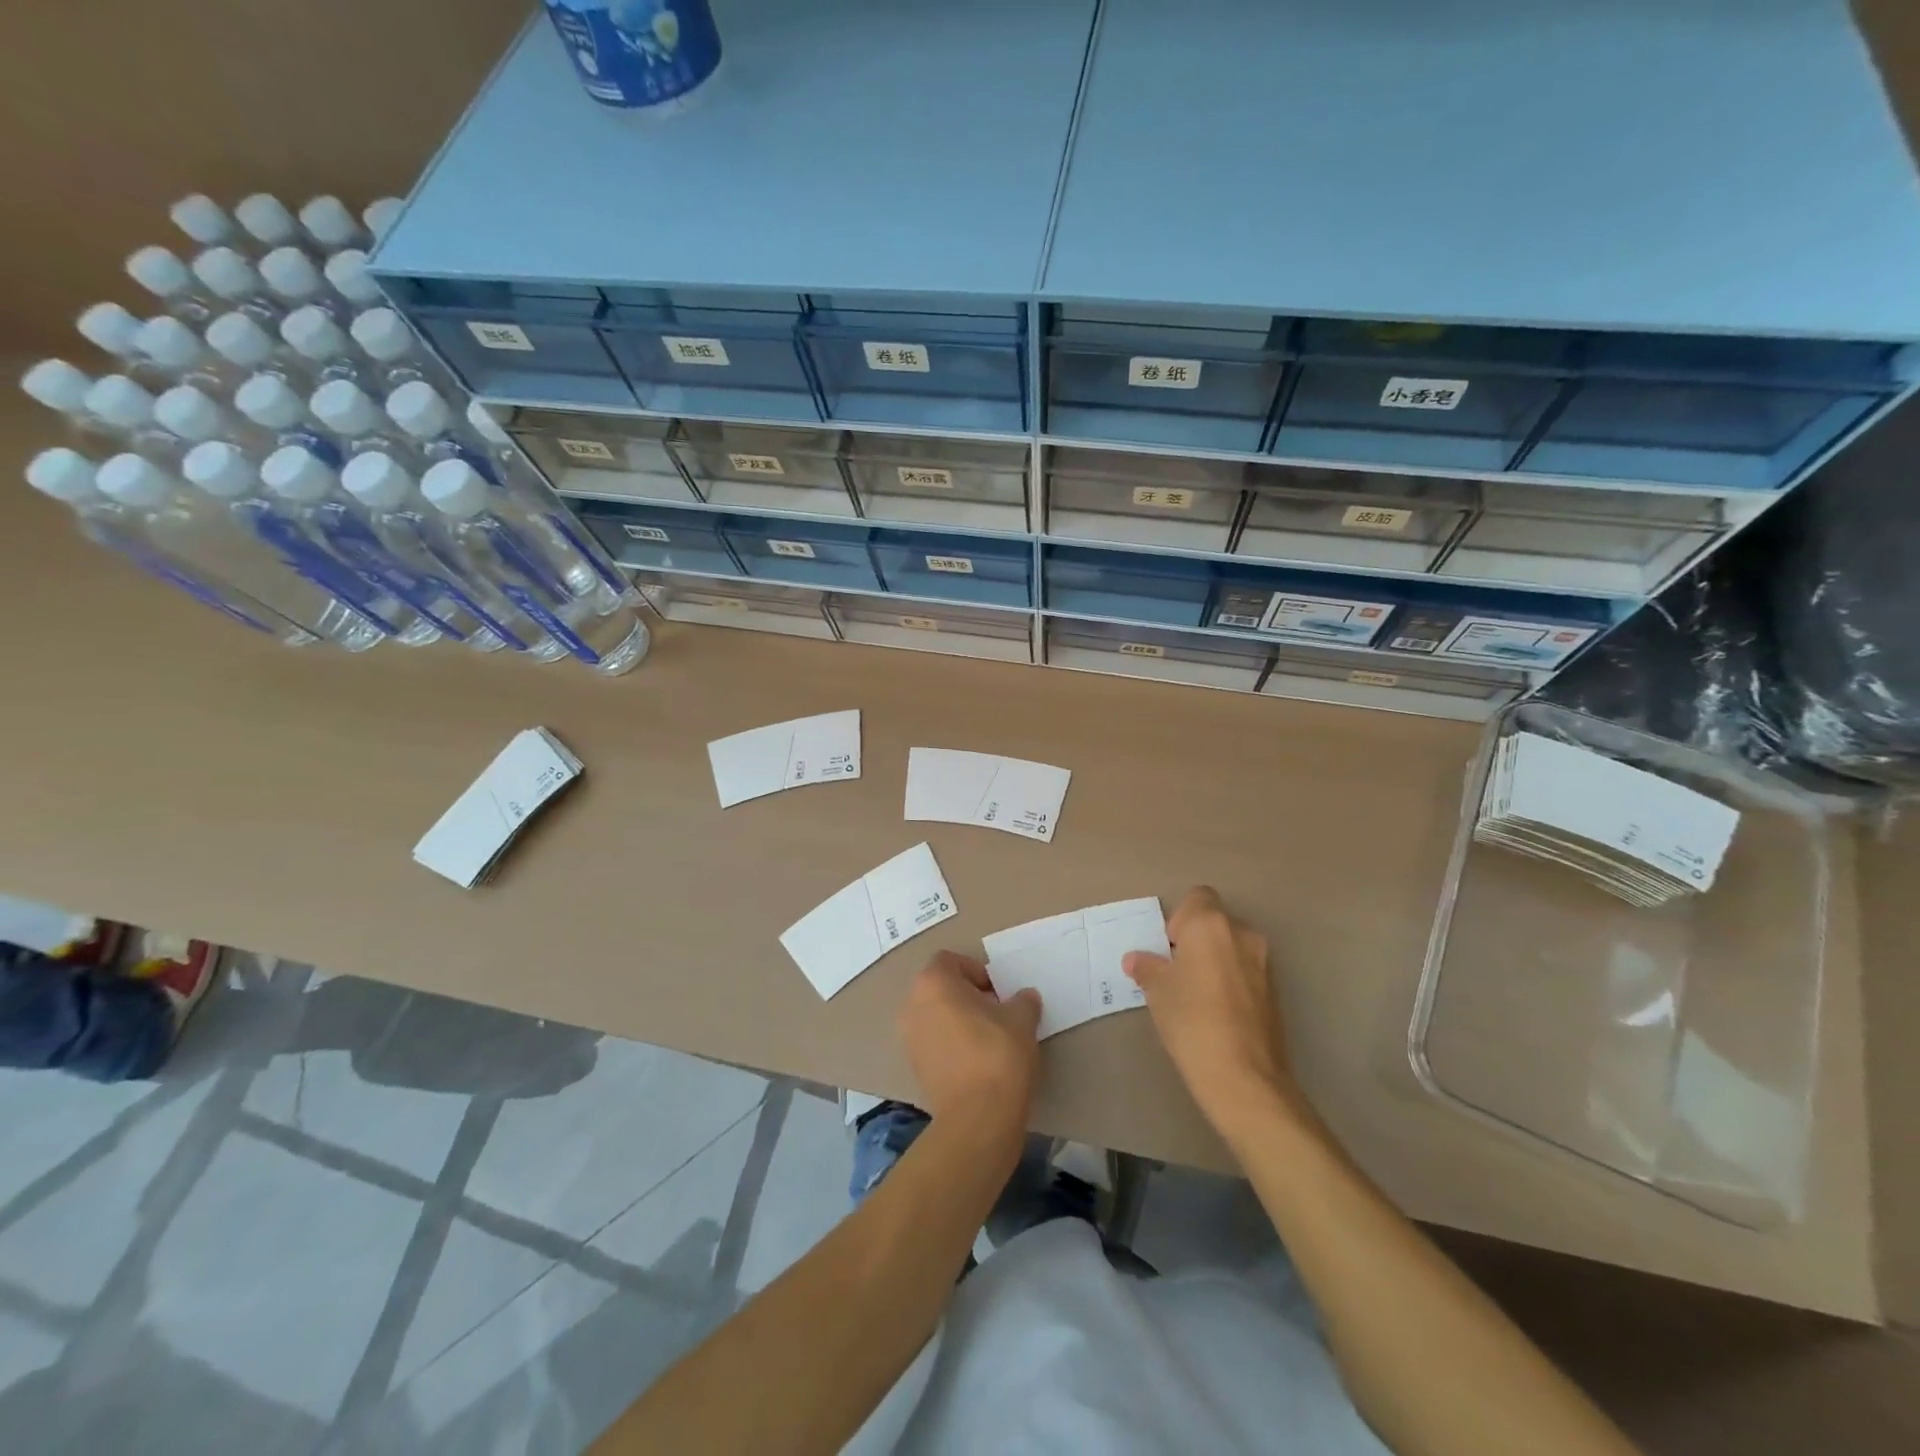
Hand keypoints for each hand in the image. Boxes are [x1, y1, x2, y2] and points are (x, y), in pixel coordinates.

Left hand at [900, 951, 1041, 1127]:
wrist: (977, 1119)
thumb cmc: (997, 1055)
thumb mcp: (1022, 1020)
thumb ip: (1023, 1001)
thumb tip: (1024, 998)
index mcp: (933, 983)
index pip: (950, 960)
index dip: (976, 971)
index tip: (998, 991)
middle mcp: (912, 1005)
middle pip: (940, 988)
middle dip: (967, 995)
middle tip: (997, 1012)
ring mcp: (909, 1038)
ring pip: (935, 1016)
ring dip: (958, 1020)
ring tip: (989, 1038)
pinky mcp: (914, 1068)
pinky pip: (933, 1043)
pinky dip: (951, 1044)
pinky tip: (977, 1062)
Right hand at [1124, 887, 1295, 1135]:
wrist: (1245, 1077)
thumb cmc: (1192, 1021)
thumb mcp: (1157, 991)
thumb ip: (1147, 967)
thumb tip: (1137, 959)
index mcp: (1210, 924)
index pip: (1197, 897)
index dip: (1179, 919)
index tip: (1168, 948)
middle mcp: (1242, 933)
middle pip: (1215, 921)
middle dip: (1195, 939)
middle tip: (1176, 971)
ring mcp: (1263, 962)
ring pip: (1232, 946)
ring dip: (1214, 959)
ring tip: (1195, 994)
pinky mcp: (1275, 990)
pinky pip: (1245, 970)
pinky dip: (1231, 980)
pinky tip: (1216, 1012)